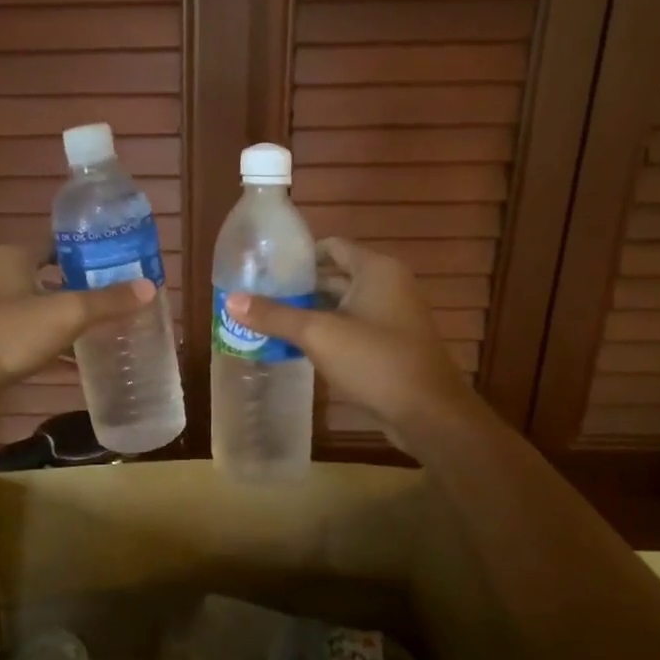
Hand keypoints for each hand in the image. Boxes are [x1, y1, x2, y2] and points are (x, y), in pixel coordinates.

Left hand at [0, 245, 155, 400]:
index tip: (118, 266)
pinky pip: (27, 334)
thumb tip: (149, 287)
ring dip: (65, 317)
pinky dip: (50, 341)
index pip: (58, 244)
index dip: (89, 254)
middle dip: (81, 288)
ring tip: (101, 328)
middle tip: (116, 299)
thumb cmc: (11, 334)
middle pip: (50, 275)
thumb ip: (108, 301)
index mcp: (13, 256)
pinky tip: (74, 359)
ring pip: (38, 307)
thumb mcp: (68, 314)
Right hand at [225, 238, 473, 439]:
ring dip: (309, 313)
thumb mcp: (318, 334)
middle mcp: (387, 285)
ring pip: (341, 305)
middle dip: (298, 287)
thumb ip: (274, 315)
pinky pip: (351, 328)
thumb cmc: (374, 360)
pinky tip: (296, 347)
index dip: (299, 256)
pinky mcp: (390, 345)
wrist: (427, 412)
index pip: (332, 247)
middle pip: (334, 276)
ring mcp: (392, 317)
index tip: (266, 269)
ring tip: (269, 321)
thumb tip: (231, 301)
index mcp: (376, 270)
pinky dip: (326, 333)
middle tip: (259, 297)